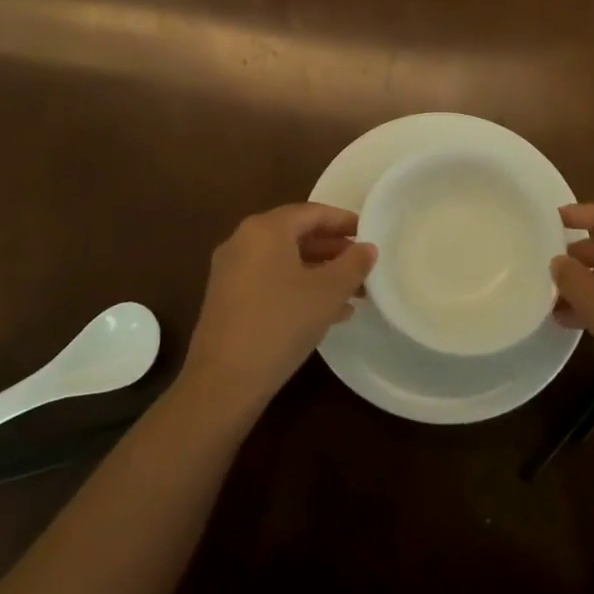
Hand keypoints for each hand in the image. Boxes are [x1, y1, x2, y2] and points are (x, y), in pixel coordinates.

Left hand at [183, 203, 376, 410]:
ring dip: (319, 272)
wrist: (223, 381)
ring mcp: (231, 270)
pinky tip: (327, 312)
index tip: (369, 233)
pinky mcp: (227, 299)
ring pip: (285, 260)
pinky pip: (270, 280)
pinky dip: (298, 287)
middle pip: (297, 235)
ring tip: (353, 292)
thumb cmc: (281, 323)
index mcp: (266, 229)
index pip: (312, 212)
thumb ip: (353, 264)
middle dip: (333, 249)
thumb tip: (368, 248)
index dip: (344, 221)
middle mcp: (244, 240)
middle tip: (363, 264)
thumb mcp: (328, 292)